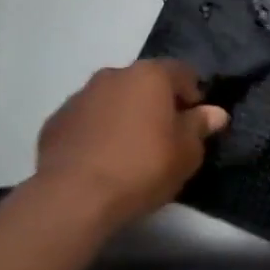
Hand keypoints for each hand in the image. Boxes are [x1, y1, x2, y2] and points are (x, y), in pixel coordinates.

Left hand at [28, 61, 228, 235]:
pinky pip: (87, 121)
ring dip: (124, 116)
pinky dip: (96, 132)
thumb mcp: (187, 153)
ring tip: (128, 152)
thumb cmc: (142, 167)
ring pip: (113, 99)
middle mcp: (114, 75)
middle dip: (156, 104)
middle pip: (145, 83)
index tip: (194, 123)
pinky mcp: (55, 121)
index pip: (183, 72)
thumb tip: (214, 113)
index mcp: (150, 75)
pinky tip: (99, 161)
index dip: (193, 95)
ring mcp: (80, 96)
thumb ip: (200, 127)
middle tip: (163, 138)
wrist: (73, 197)